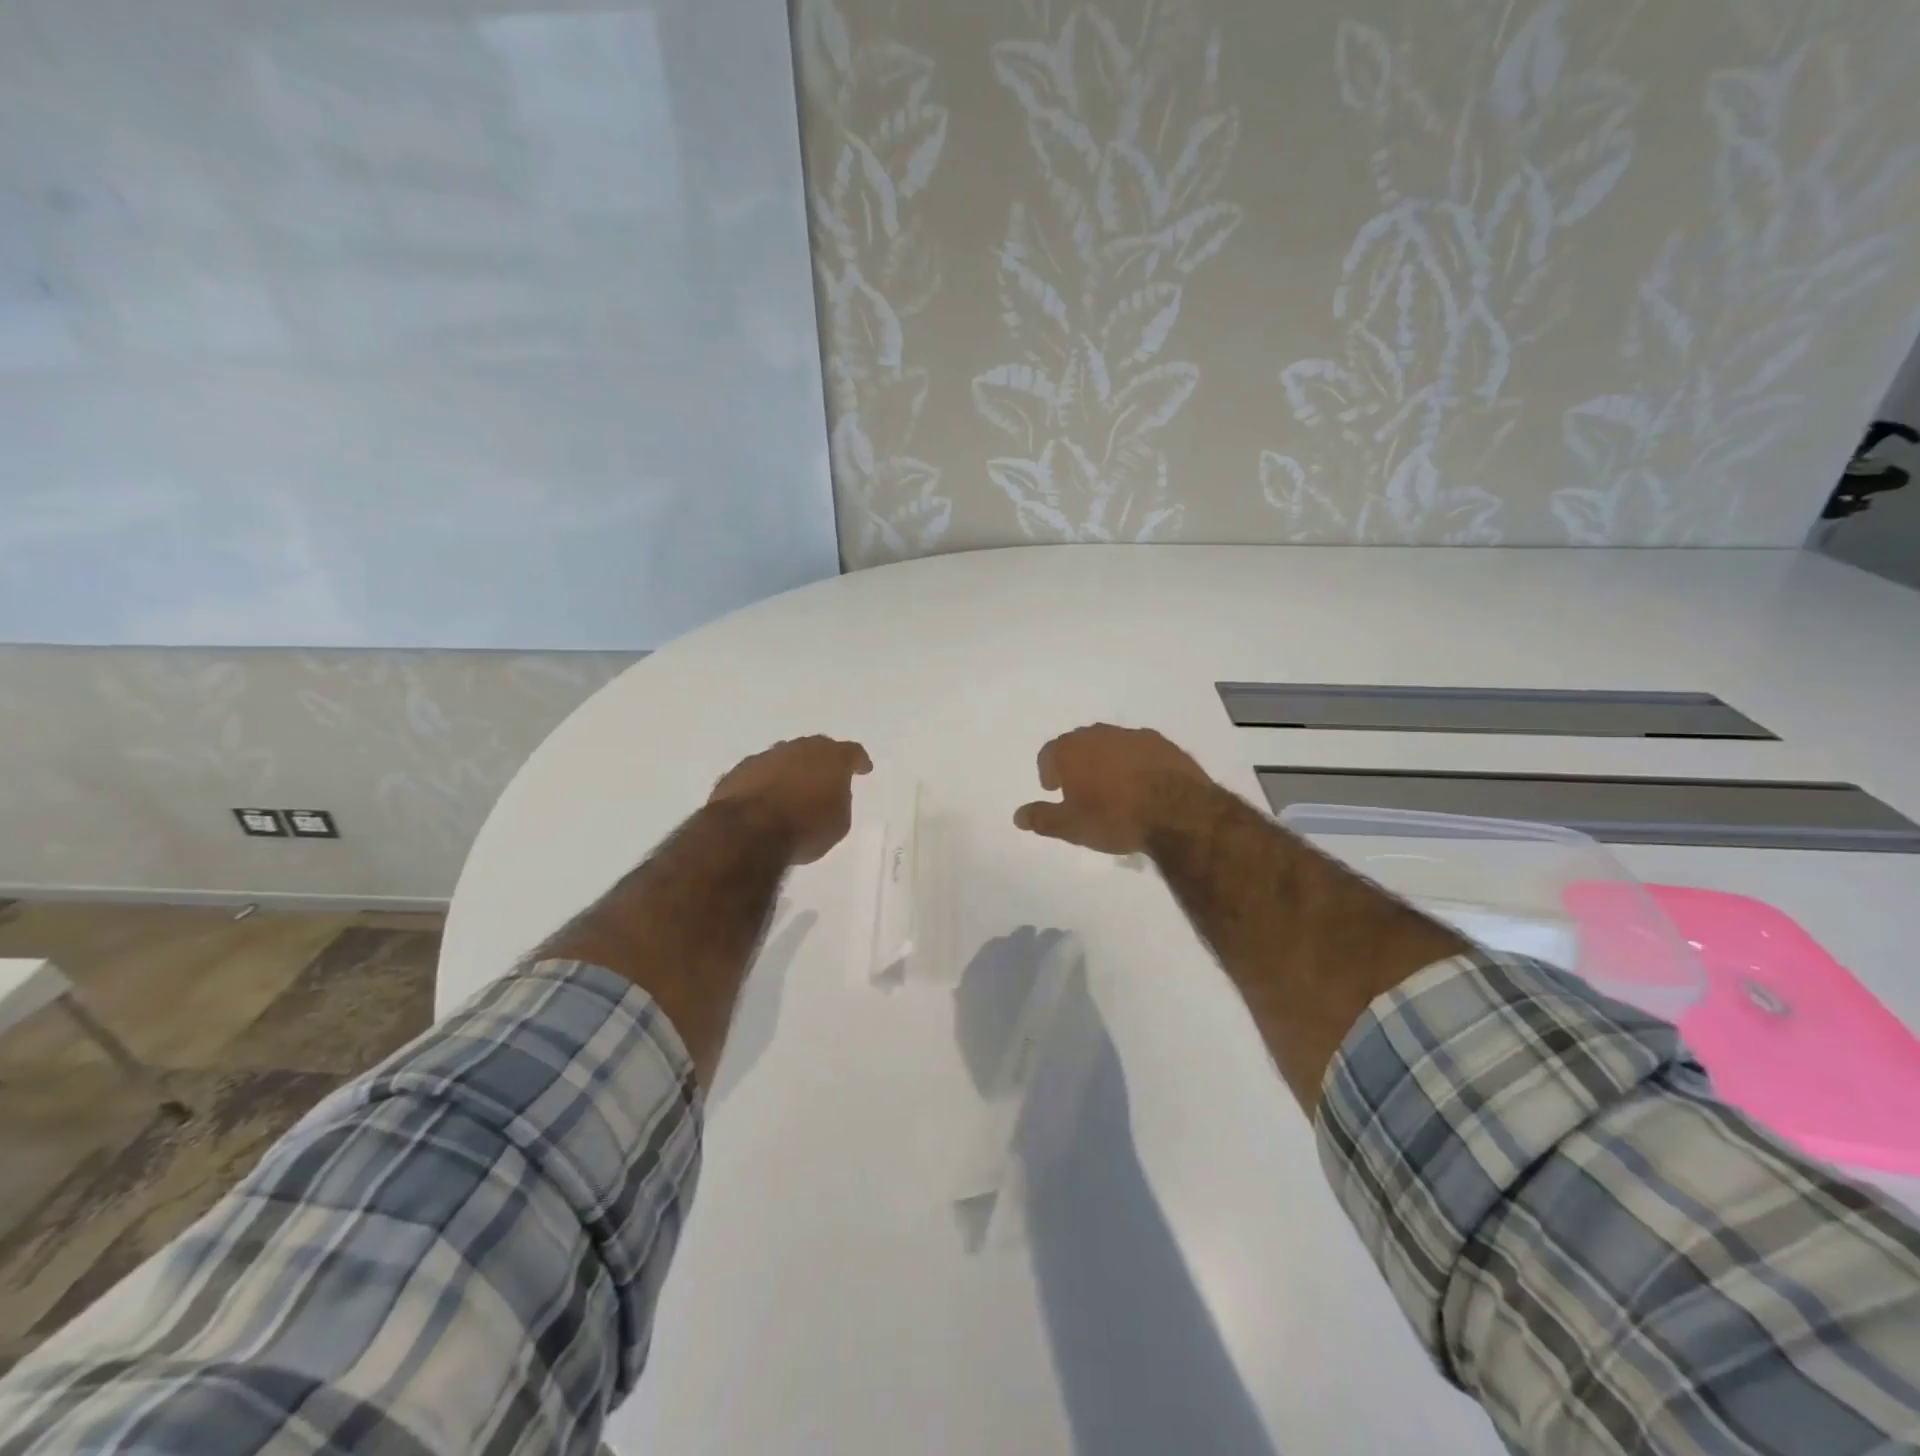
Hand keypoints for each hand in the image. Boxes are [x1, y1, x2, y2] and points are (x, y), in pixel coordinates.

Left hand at [710, 736, 872, 863]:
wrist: (749, 831)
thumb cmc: (805, 828)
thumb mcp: (839, 823)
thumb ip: (839, 802)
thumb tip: (830, 794)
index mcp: (832, 757)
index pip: (852, 752)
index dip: (859, 761)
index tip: (863, 769)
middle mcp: (799, 748)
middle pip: (816, 747)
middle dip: (822, 760)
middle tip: (827, 776)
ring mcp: (766, 756)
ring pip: (785, 757)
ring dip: (791, 770)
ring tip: (793, 789)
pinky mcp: (738, 771)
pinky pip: (760, 773)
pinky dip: (766, 782)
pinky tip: (765, 798)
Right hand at [1013, 724, 1213, 854]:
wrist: (1178, 812)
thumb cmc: (1114, 818)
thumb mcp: (1071, 827)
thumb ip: (1042, 818)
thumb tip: (1018, 816)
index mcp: (1072, 749)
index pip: (1049, 753)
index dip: (1048, 772)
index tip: (1053, 790)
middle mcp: (1100, 734)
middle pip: (1079, 744)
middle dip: (1076, 764)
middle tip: (1080, 789)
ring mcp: (1134, 736)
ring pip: (1111, 745)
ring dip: (1107, 762)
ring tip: (1114, 790)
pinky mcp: (1164, 743)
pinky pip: (1140, 751)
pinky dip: (1135, 764)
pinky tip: (1143, 786)